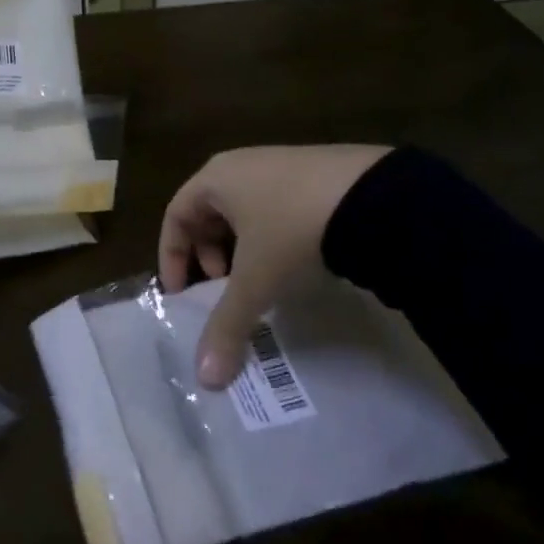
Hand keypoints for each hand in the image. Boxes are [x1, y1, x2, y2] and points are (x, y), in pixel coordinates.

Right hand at [158, 145, 389, 388]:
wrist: (372, 196)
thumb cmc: (291, 230)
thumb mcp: (256, 281)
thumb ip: (227, 327)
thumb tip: (205, 381)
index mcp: (215, 177)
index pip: (175, 215)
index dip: (171, 257)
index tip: (180, 294)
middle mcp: (242, 163)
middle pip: (208, 211)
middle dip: (209, 254)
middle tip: (221, 288)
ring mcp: (281, 162)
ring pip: (244, 208)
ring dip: (241, 246)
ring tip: (259, 278)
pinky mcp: (316, 169)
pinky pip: (276, 204)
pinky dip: (272, 234)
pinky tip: (295, 260)